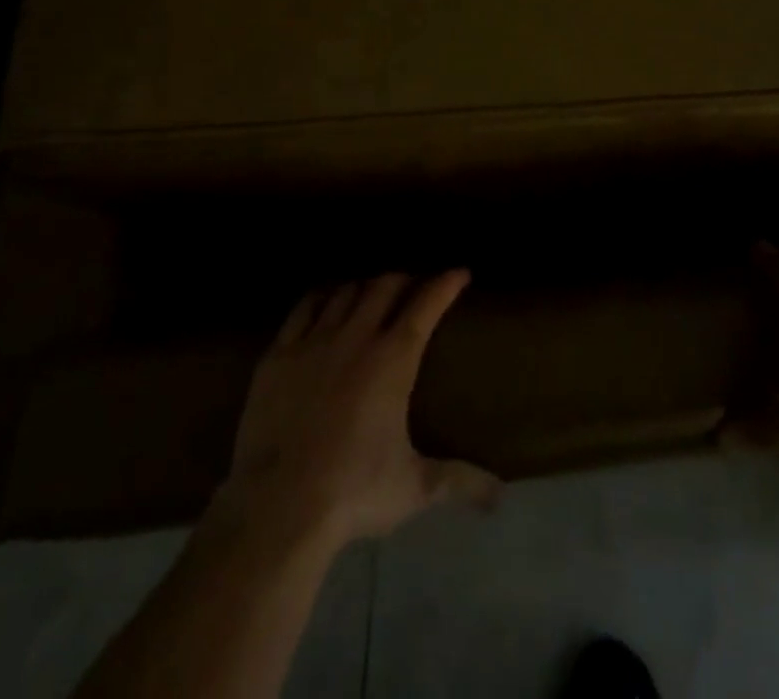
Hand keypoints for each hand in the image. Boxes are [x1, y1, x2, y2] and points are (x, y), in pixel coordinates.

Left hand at [214, 271, 499, 552]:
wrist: (278, 506)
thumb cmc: (353, 492)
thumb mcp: (414, 488)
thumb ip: (459, 481)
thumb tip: (501, 495)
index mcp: (393, 361)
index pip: (425, 306)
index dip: (445, 284)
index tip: (460, 272)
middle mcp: (356, 337)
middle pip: (384, 287)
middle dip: (404, 279)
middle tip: (414, 286)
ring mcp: (314, 341)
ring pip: (345, 292)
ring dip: (364, 287)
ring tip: (372, 293)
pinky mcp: (279, 354)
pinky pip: (304, 308)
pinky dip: (321, 298)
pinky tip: (325, 300)